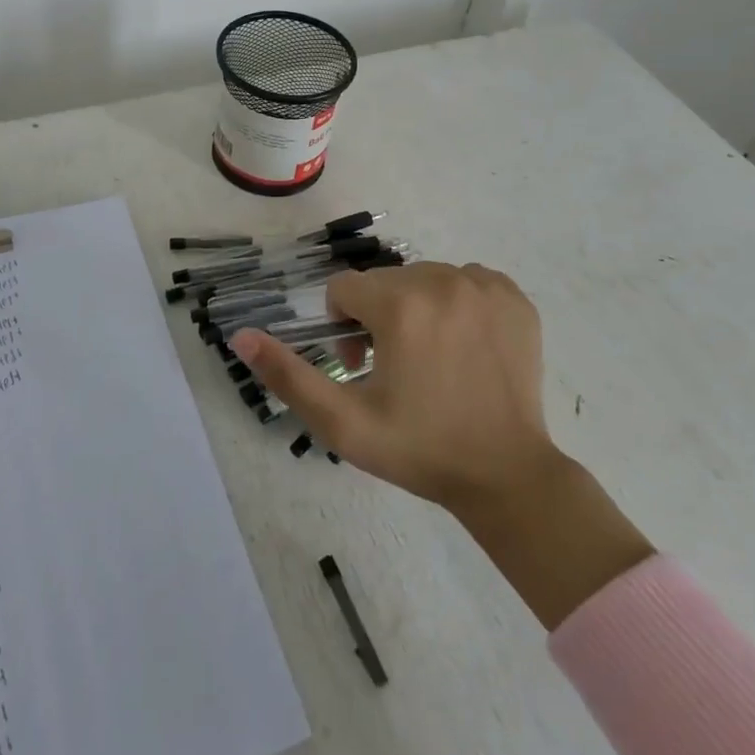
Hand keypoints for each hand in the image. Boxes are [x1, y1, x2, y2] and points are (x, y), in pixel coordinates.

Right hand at [233, 261, 652, 627]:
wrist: (507, 475)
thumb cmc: (419, 449)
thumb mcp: (342, 422)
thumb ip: (287, 375)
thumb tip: (240, 335)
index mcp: (400, 305)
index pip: (344, 289)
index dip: (343, 328)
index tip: (361, 367)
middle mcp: (442, 280)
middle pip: (384, 282)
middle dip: (377, 317)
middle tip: (393, 370)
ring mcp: (484, 285)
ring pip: (423, 279)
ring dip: (416, 309)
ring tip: (430, 360)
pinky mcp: (514, 297)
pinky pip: (467, 280)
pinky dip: (457, 303)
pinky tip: (463, 345)